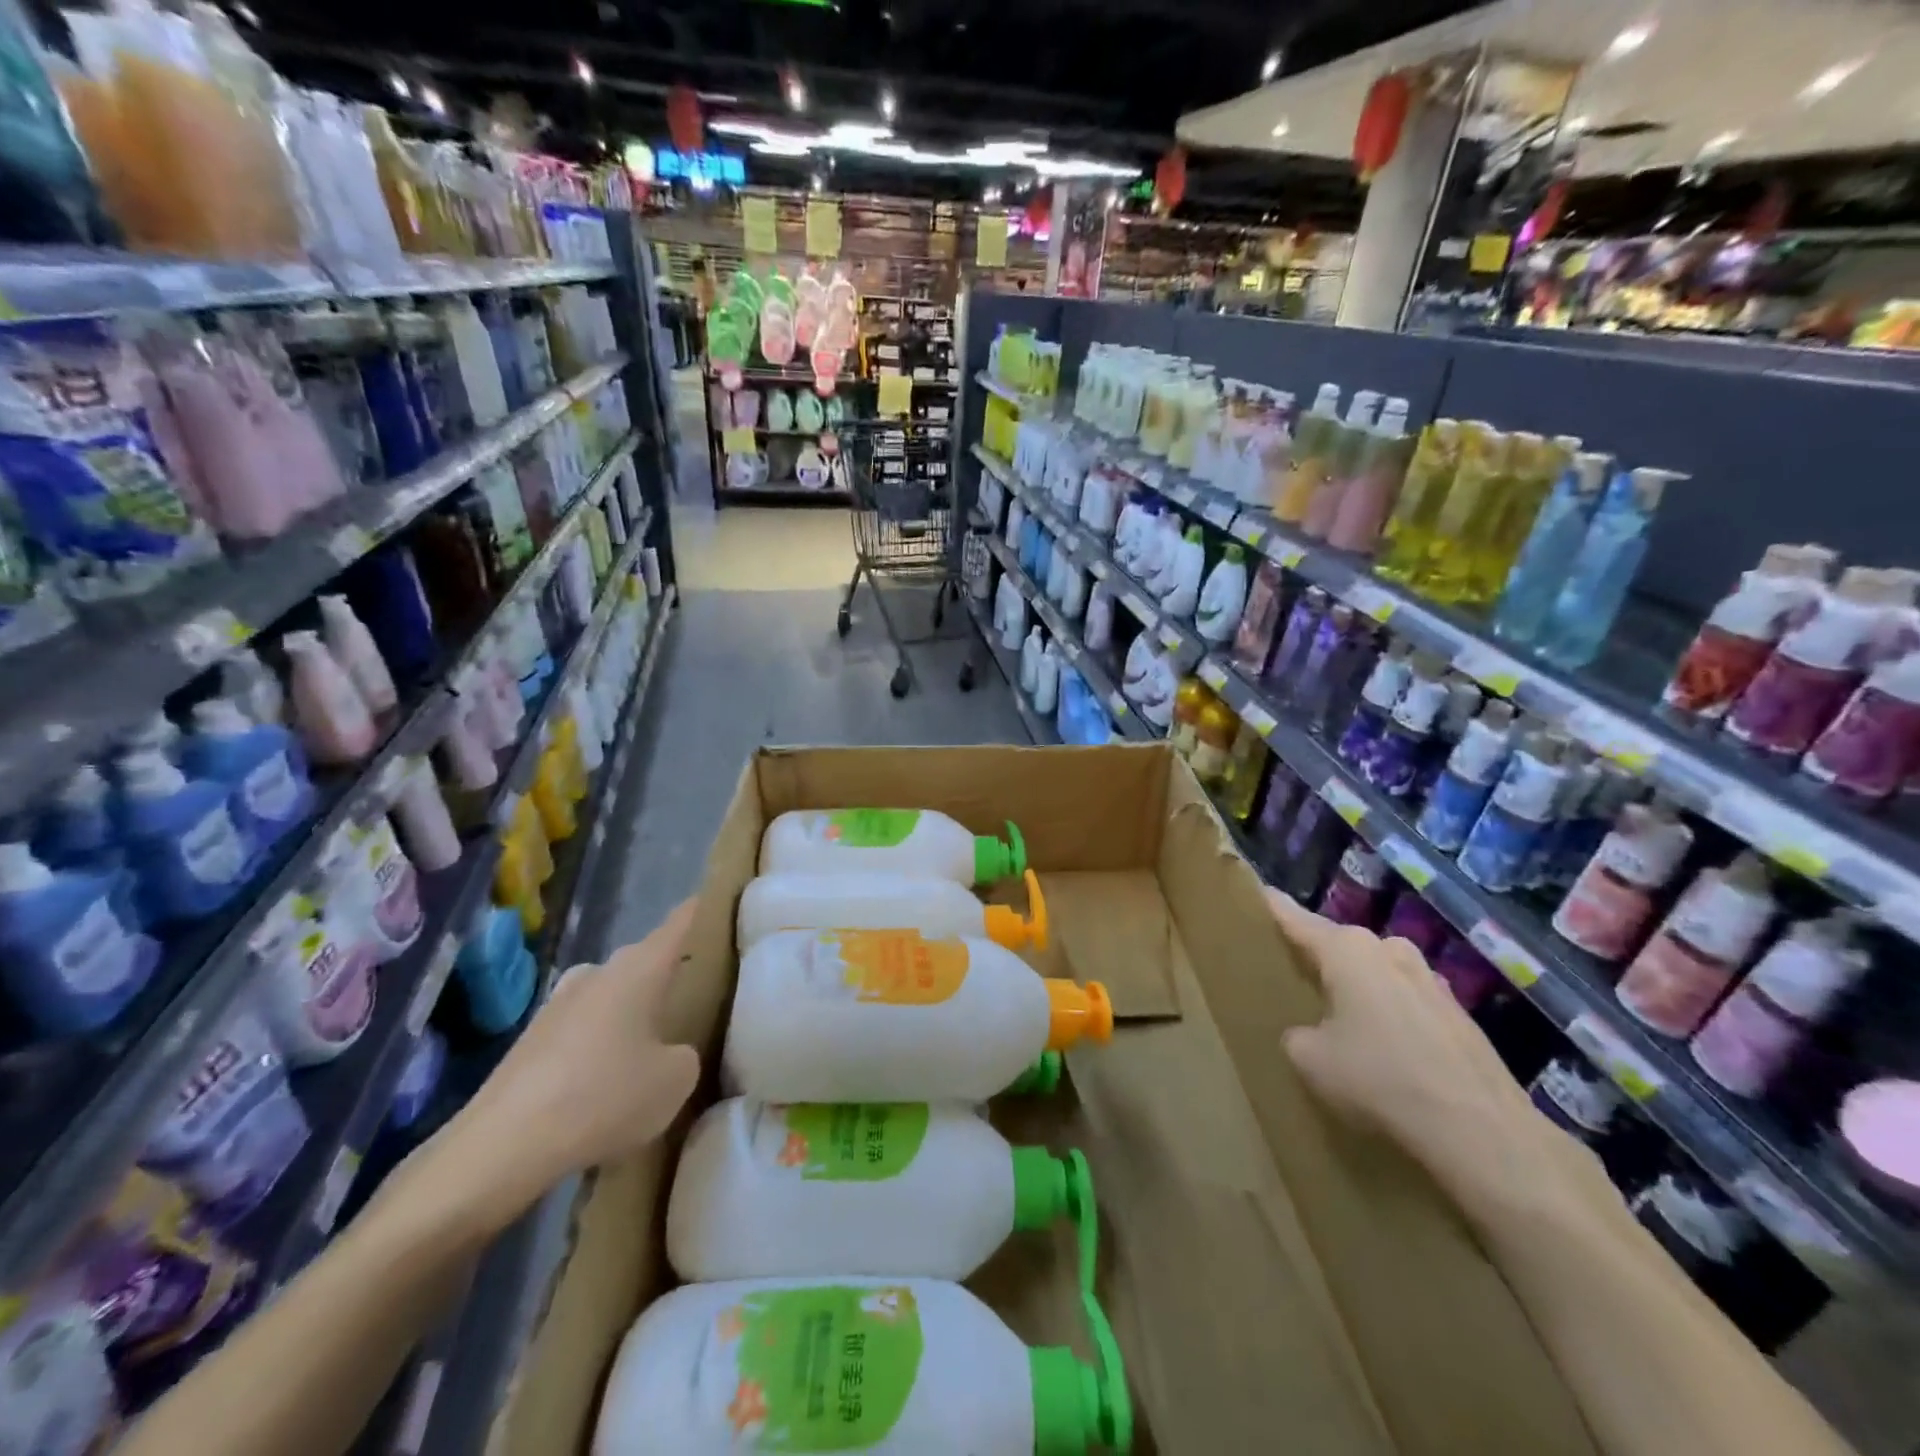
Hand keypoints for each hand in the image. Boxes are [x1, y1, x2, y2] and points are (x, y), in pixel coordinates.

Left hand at [428, 900, 701, 1230]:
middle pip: (646, 960)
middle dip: (671, 974)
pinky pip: (584, 1029)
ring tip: (654, 1048)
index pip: (682, 921)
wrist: (500, 1148)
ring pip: (613, 996)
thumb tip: (668, 1052)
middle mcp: (599, 972)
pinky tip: (607, 1084)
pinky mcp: (532, 1040)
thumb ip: (685, 1054)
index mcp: (639, 967)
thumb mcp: (675, 1080)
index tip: (726, 901)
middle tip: (701, 996)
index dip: (706, 909)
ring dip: (633, 1013)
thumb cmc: (603, 1096)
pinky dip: (602, 1045)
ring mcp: (559, 1003)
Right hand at [1268, 890, 1571, 1202]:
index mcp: (1347, 949)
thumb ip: (1296, 1033)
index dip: (1270, 907)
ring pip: (1375, 971)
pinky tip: (1385, 1047)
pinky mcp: (1457, 1010)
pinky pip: (1404, 998)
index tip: (1254, 893)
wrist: (1481, 1130)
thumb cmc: (1380, 1079)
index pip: (1295, 918)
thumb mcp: (1310, 1059)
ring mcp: (1429, 977)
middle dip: (1316, 956)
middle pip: (1339, 944)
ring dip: (1357, 987)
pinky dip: (1388, 1012)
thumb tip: (1310, 1032)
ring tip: (1339, 1015)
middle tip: (1291, 974)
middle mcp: (1388, 949)